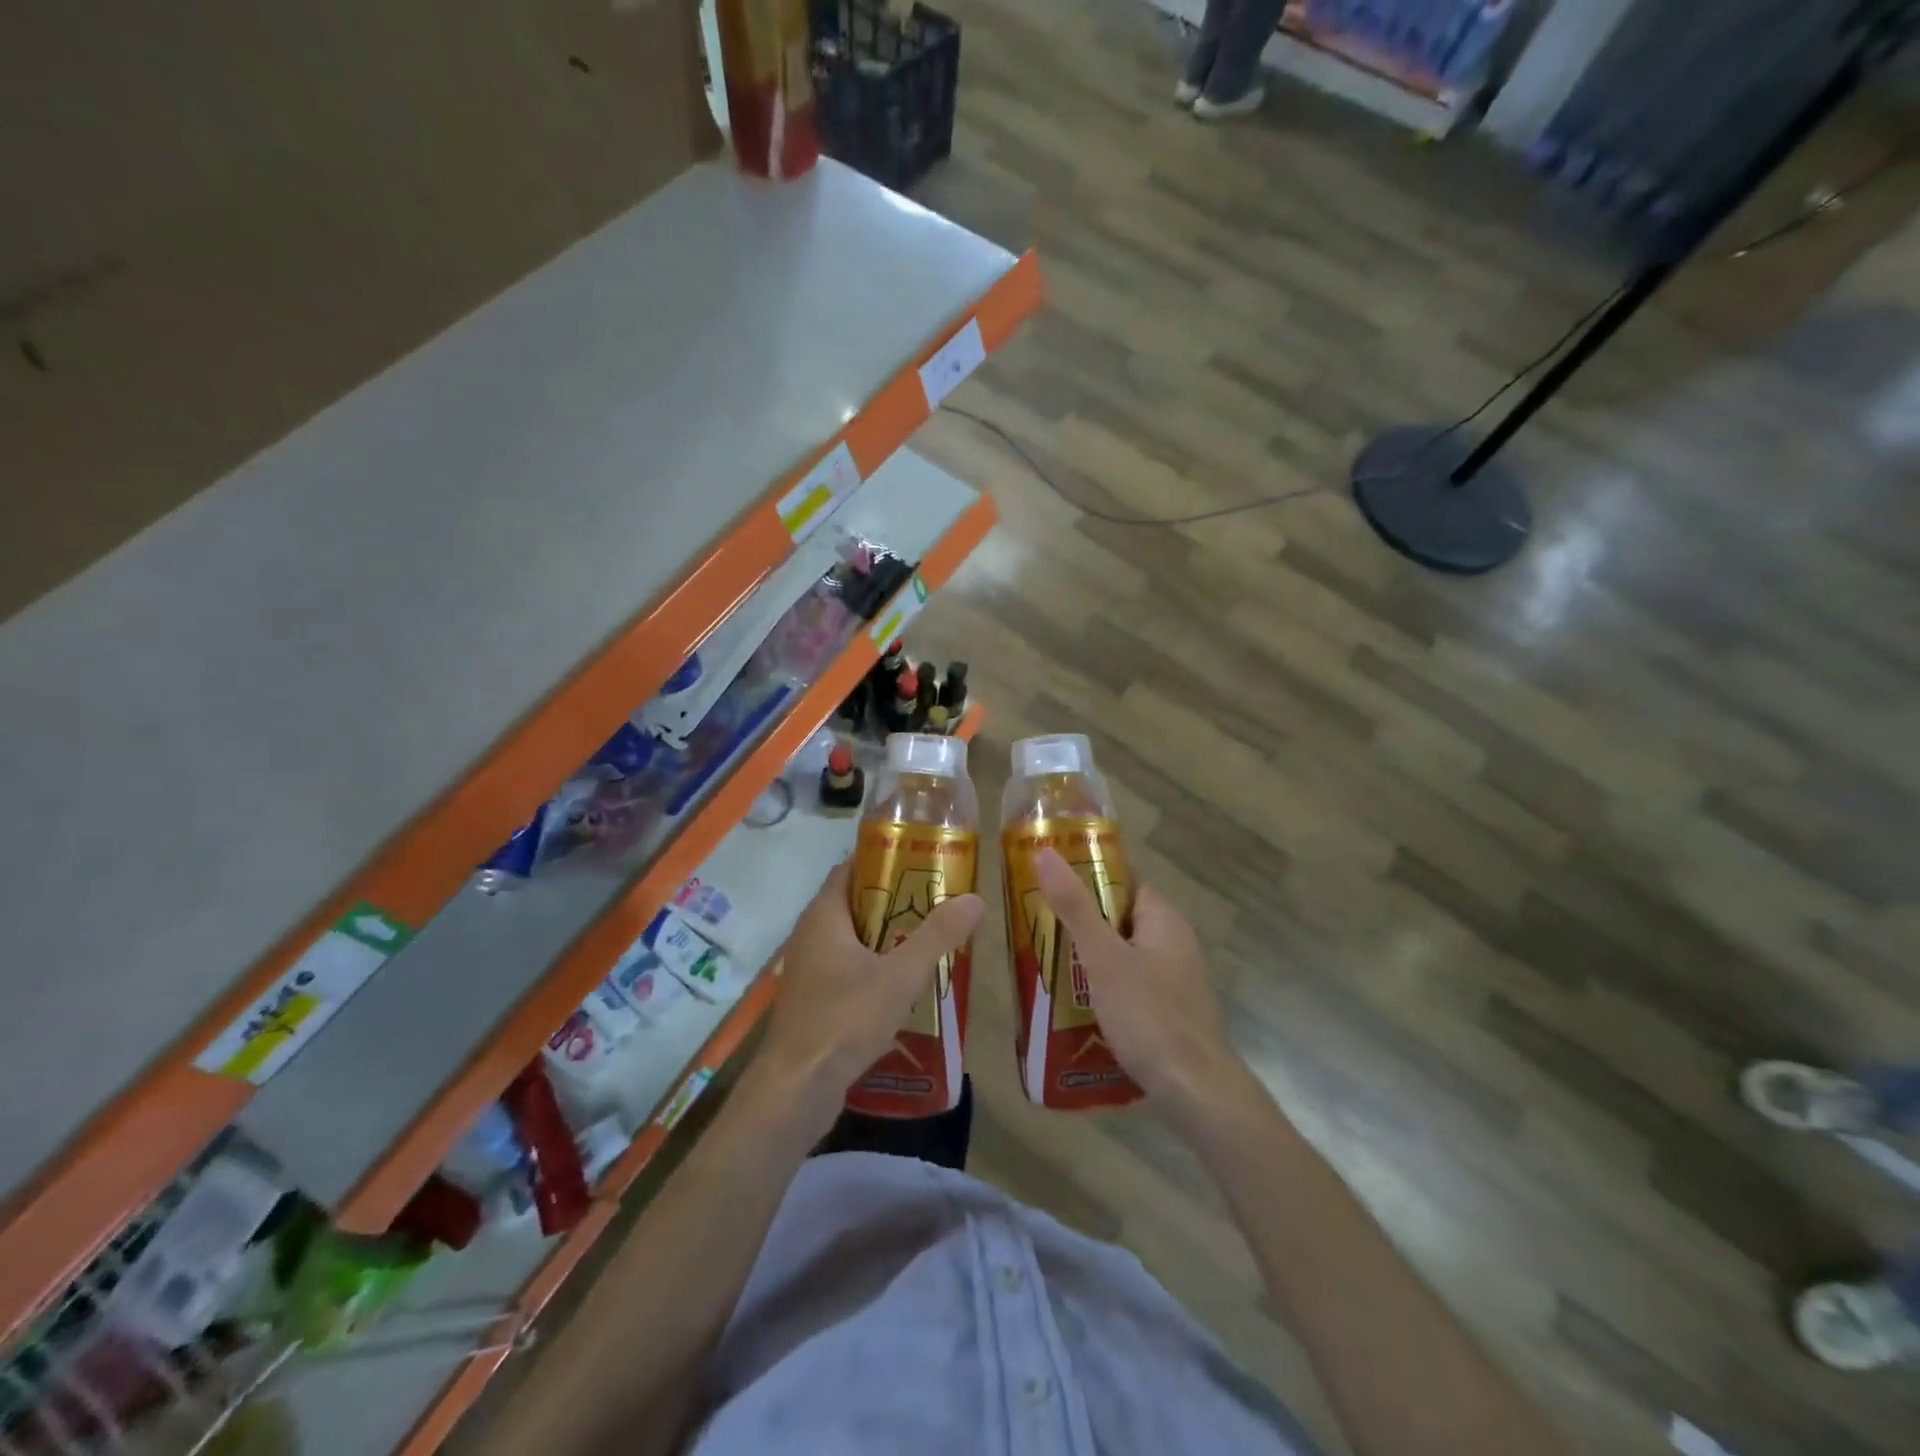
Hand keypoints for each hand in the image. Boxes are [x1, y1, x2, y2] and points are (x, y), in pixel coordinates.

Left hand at [752, 859, 984, 1134]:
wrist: (796, 1089)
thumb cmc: (844, 1019)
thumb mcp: (900, 975)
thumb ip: (937, 936)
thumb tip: (974, 898)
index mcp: (824, 916)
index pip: (850, 867)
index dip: (883, 858)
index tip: (920, 858)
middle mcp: (810, 935)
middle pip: (854, 902)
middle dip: (893, 898)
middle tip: (936, 898)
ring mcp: (809, 969)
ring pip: (851, 938)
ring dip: (884, 935)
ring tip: (927, 935)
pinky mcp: (813, 999)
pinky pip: (846, 967)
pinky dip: (873, 964)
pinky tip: (903, 981)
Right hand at [1035, 848, 1249, 1117]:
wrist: (1196, 1092)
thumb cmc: (1149, 1016)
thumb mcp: (1104, 958)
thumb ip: (1074, 907)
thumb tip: (1045, 851)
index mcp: (1163, 918)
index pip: (1123, 878)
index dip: (1086, 872)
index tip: (1047, 876)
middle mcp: (1172, 941)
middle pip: (1119, 915)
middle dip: (1079, 917)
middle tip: (1035, 920)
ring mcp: (1172, 977)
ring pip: (1121, 951)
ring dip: (1087, 954)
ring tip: (1042, 958)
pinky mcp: (1167, 1008)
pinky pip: (1128, 982)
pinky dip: (1101, 983)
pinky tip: (1072, 999)